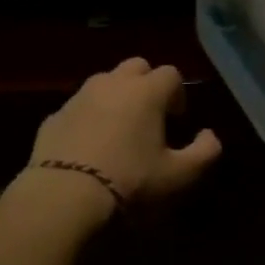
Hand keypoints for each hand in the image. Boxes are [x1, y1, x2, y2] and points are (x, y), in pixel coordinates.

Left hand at [22, 59, 221, 219]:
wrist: (63, 197)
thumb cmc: (130, 181)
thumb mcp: (178, 176)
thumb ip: (204, 152)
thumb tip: (210, 136)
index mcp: (146, 91)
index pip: (171, 73)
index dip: (177, 93)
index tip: (176, 118)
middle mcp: (113, 83)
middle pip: (136, 66)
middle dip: (146, 84)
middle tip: (149, 115)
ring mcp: (79, 97)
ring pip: (104, 82)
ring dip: (116, 96)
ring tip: (118, 129)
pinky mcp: (53, 116)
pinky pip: (78, 107)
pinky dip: (88, 117)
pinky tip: (88, 146)